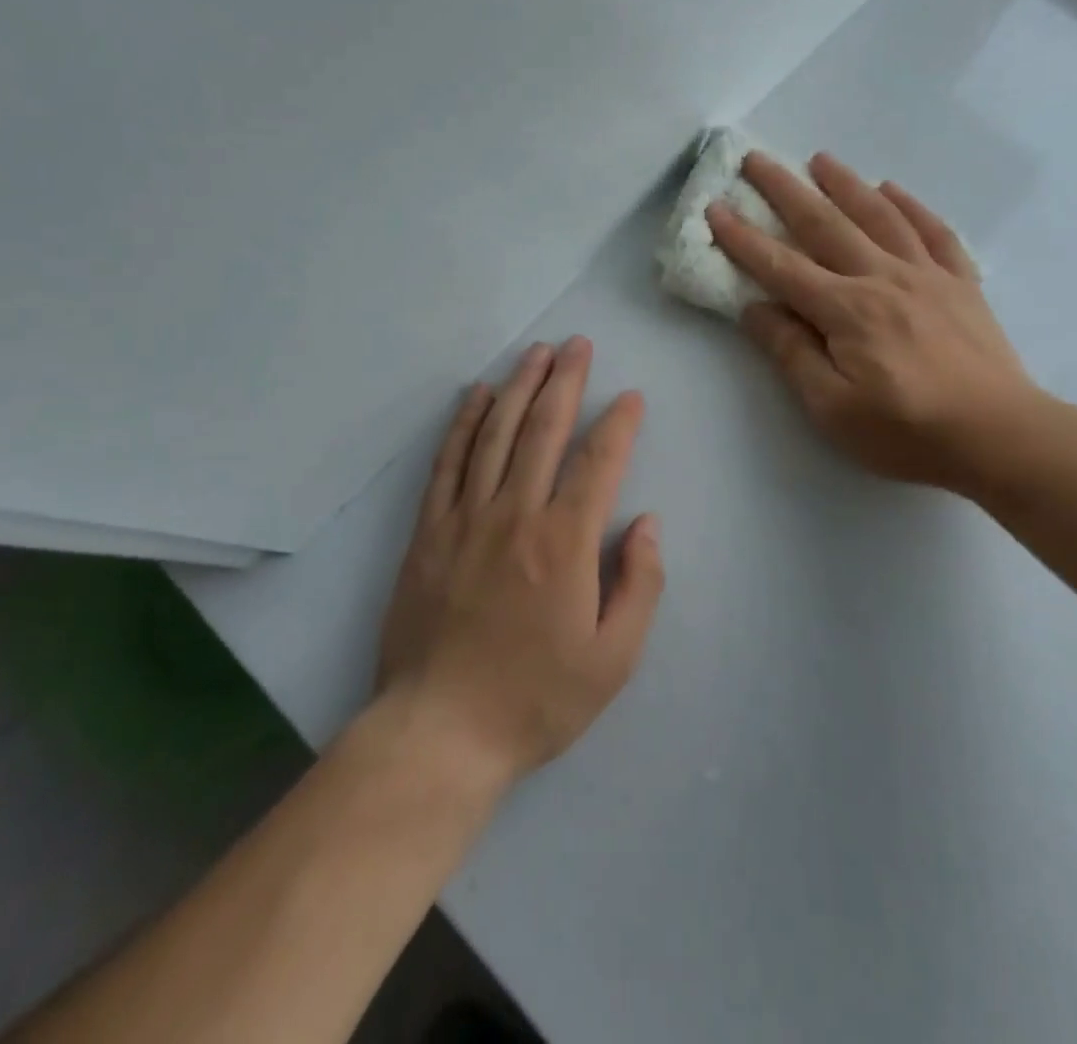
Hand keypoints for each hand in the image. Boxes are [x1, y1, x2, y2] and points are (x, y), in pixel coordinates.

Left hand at [376, 337, 663, 787]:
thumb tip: (647, 523)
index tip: (632, 397)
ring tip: (536, 353)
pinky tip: (478, 396)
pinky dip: (464, 424)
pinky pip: (448, 463)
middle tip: (578, 344)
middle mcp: (515, 515)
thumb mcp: (613, 660)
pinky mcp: (429, 531)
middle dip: (566, 381)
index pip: (598, 463)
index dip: (619, 425)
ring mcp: (466, 518)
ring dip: (519, 387)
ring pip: (496, 435)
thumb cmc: (535, 698)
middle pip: (544, 430)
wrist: (440, 731)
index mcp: (564, 543)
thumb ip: (639, 585)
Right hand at [707, 151, 1040, 497]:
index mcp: (845, 310)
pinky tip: (893, 189)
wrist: (1001, 437)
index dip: (743, 238)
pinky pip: (934, 232)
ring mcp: (927, 275)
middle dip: (785, 190)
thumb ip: (792, 353)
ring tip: (821, 159)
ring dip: (845, 184)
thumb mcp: (832, 408)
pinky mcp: (961, 284)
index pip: (781, 266)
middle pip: (825, 224)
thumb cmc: (907, 431)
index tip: (715, 208)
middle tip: (757, 159)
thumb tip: (756, 309)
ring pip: (879, 216)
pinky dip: (911, 206)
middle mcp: (882, 278)